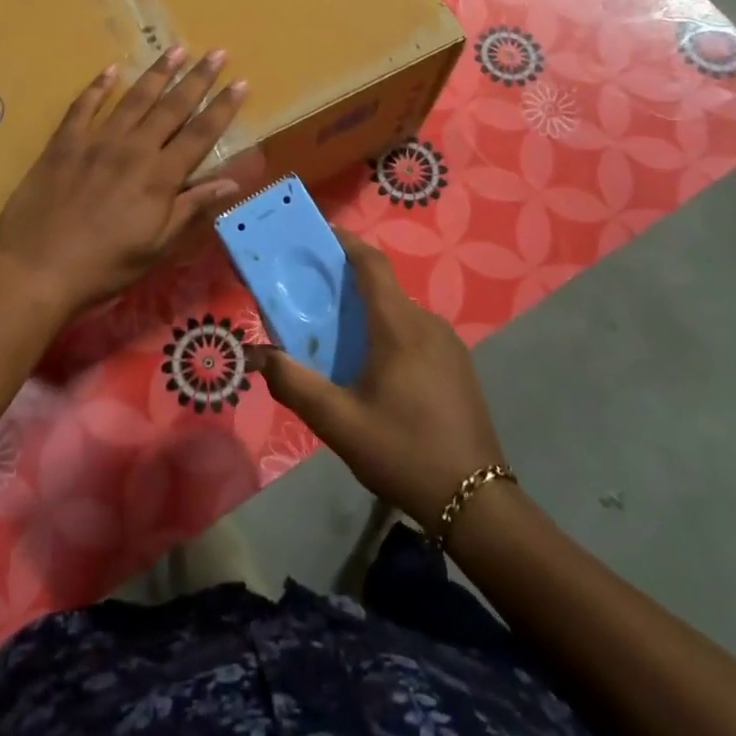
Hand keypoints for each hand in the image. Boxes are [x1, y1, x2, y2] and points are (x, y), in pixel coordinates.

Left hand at [0, 47, 247, 319]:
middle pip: (172, 107)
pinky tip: (111, 70)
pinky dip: (98, 87)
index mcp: (160, 176)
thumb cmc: (104, 265)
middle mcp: (133, 149)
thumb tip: (232, 181)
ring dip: (157, 73)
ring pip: (134, 99)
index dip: (223, 108)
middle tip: (217, 52)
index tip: (242, 82)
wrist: (35, 269)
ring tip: (176, 50)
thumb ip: (192, 208)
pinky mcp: (64, 144)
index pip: (200, 134)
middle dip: (198, 79)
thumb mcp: (157, 245)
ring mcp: (96, 141)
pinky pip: (83, 106)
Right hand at [257, 232, 506, 528]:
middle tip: (309, 296)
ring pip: (399, 313)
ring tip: (334, 337)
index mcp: (400, 327)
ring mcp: (448, 344)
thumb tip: (259, 354)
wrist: (476, 502)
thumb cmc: (403, 452)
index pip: (371, 264)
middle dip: (345, 284)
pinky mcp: (457, 365)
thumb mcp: (339, 424)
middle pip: (382, 288)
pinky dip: (387, 333)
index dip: (345, 242)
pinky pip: (415, 333)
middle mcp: (427, 323)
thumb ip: (295, 385)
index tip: (317, 234)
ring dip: (367, 313)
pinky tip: (372, 368)